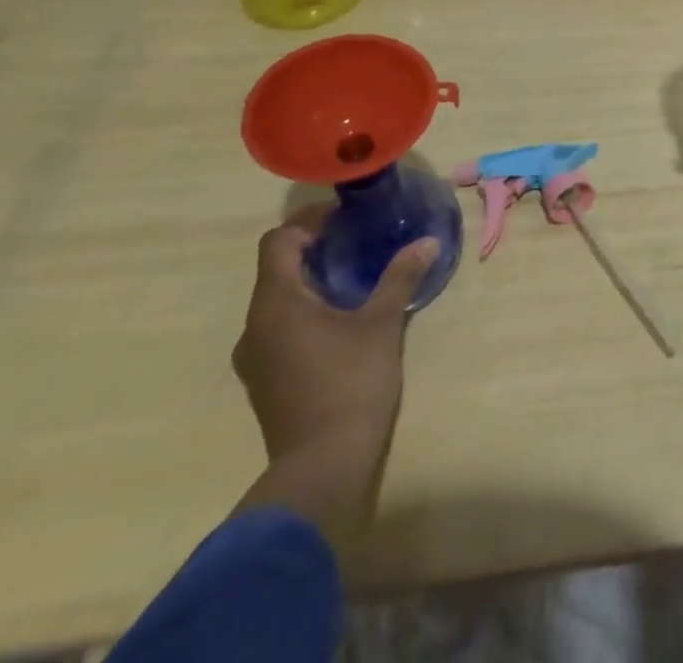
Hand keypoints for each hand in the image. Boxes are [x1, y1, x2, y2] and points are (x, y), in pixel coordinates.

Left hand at [230, 207, 438, 541]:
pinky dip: (305, 311)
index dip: (308, 221)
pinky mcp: (265, 380)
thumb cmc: (350, 383)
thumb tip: (427, 242)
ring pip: (277, 300)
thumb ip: (400, 278)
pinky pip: (279, 328)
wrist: (322, 466)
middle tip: (357, 240)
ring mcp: (256, 357)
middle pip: (276, 269)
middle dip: (313, 249)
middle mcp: (255, 325)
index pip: (278, 242)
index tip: (344, 216)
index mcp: (277, 303)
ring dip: (310, 281)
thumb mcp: (382, 323)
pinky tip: (341, 320)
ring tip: (353, 277)